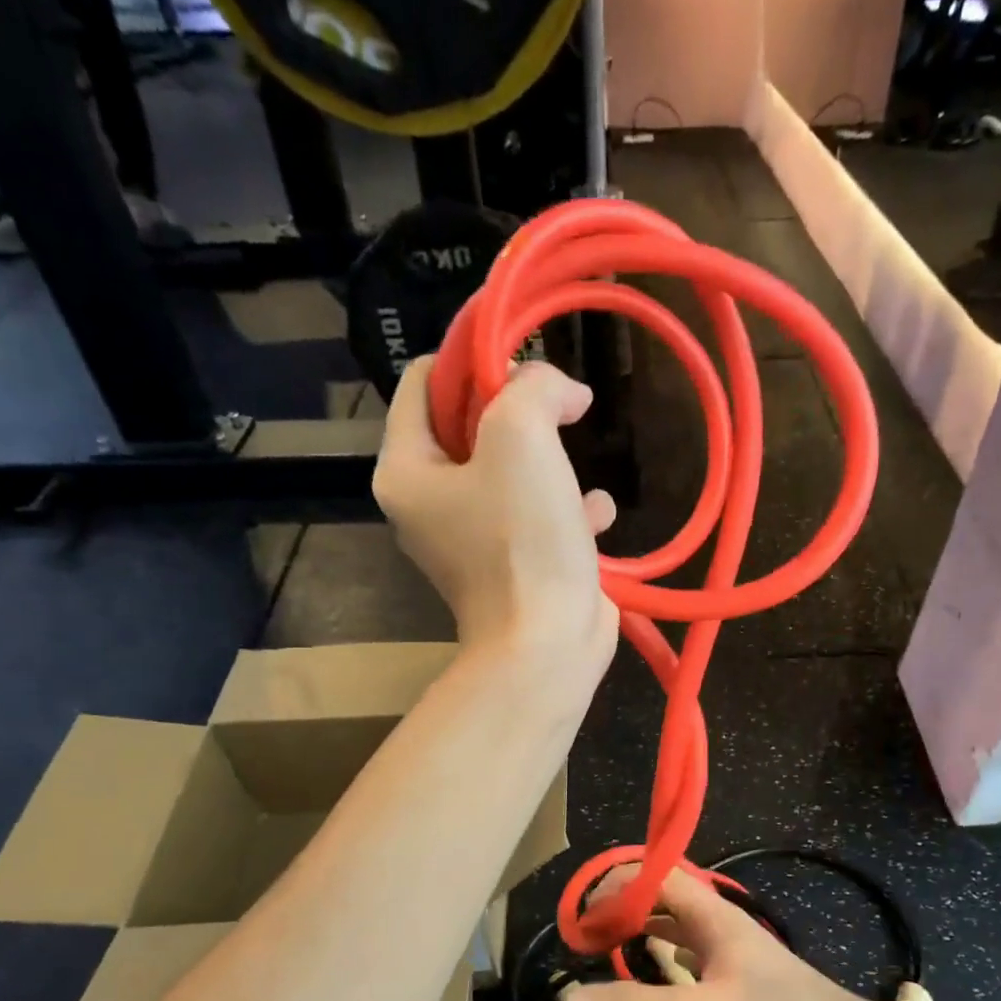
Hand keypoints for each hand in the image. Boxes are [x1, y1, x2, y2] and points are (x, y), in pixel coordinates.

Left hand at [374, 357, 618, 681]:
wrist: (547, 645)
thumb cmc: (523, 540)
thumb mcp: (521, 437)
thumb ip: (532, 387)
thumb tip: (558, 389)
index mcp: (405, 471)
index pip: (423, 382)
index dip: (472, 357)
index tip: (523, 356)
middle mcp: (429, 503)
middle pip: (470, 424)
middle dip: (520, 412)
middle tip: (559, 411)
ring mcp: (471, 539)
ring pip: (511, 469)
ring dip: (551, 462)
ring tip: (574, 473)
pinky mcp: (513, 564)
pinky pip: (538, 514)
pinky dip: (568, 508)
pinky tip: (595, 516)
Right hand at [560, 867, 874, 1000]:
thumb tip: (569, 1000)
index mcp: (710, 913)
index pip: (655, 875)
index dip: (616, 885)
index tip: (582, 912)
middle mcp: (717, 920)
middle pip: (663, 894)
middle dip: (624, 904)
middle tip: (586, 931)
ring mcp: (729, 946)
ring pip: (676, 921)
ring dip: (642, 925)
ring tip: (605, 946)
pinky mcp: (737, 973)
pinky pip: (690, 949)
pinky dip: (663, 950)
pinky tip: (649, 970)